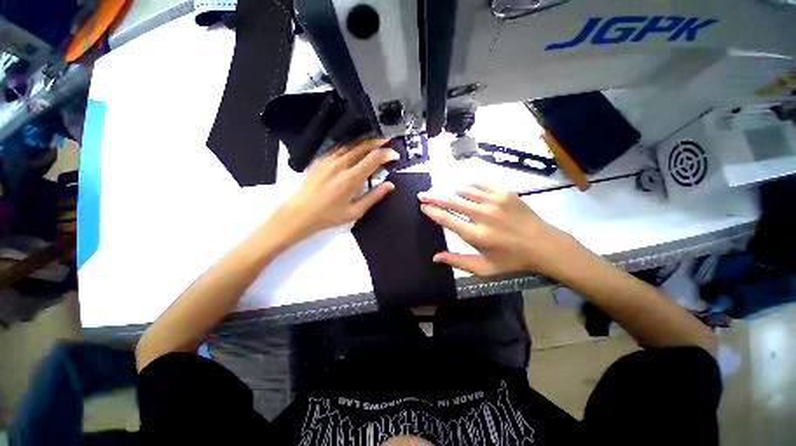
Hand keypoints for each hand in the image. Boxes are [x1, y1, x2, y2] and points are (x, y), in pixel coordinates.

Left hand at [268, 138, 397, 243]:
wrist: (299, 213)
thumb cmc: (329, 216)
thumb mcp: (355, 211)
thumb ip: (374, 196)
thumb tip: (390, 185)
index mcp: (351, 178)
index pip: (373, 158)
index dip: (386, 154)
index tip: (395, 155)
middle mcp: (340, 165)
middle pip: (362, 146)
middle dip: (377, 142)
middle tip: (387, 142)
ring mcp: (328, 160)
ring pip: (350, 144)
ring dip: (364, 141)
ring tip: (374, 142)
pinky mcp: (320, 160)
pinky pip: (338, 148)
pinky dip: (350, 145)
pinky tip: (354, 148)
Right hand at [418, 184, 586, 277]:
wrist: (544, 246)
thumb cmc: (511, 260)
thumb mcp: (484, 268)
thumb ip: (457, 262)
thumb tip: (435, 258)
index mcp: (476, 235)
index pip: (447, 219)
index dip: (432, 211)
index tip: (423, 206)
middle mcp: (483, 215)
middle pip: (452, 201)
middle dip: (433, 197)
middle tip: (422, 195)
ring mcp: (495, 201)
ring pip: (464, 191)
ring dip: (450, 191)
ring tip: (442, 193)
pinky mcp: (505, 193)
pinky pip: (481, 184)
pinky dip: (469, 186)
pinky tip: (465, 189)